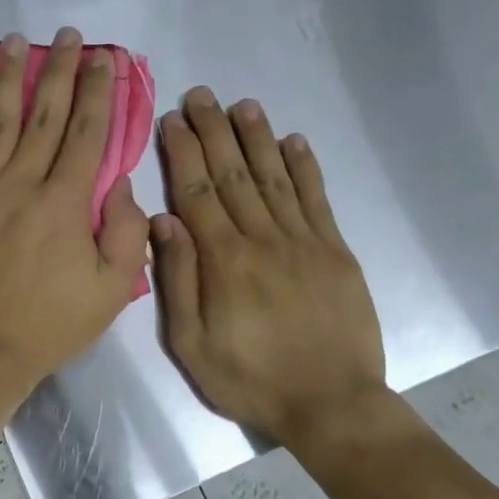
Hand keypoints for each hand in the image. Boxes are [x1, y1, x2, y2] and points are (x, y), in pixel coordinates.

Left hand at [0, 29, 148, 401]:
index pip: (88, 134)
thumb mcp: (110, 290)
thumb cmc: (49, 323)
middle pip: (45, 116)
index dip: (99, 93)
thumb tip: (121, 185)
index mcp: (66, 203)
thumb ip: (124, 233)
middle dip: (60, 71)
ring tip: (16, 42)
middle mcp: (23, 183)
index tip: (106, 60)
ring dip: (9, 78)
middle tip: (68, 36)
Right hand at [151, 88, 386, 447]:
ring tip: (243, 105)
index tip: (172, 119)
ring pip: (275, 178)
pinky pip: (317, 199)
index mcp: (224, 261)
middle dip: (214, 131)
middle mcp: (262, 239)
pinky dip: (305, 167)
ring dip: (257, 138)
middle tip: (201, 95)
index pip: (197, 192)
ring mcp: (304, 242)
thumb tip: (163, 222)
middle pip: (233, 174)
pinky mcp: (336, 252)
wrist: (330, 403)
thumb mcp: (192, 344)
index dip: (183, 152)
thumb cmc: (250, 380)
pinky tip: (295, 141)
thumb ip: (178, 281)